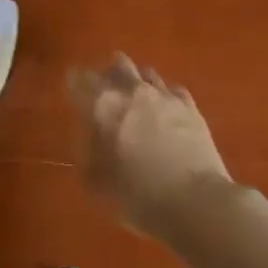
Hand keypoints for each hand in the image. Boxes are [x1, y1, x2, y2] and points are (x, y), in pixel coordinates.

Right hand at [70, 55, 233, 237]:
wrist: (194, 201)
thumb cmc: (136, 196)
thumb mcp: (96, 181)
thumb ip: (88, 149)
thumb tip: (89, 132)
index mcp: (103, 107)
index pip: (81, 80)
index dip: (74, 83)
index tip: (72, 88)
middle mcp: (133, 92)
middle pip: (118, 66)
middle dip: (108, 74)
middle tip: (104, 89)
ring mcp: (166, 96)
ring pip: (146, 73)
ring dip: (137, 82)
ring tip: (135, 97)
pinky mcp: (191, 108)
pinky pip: (172, 90)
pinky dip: (163, 95)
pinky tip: (164, 108)